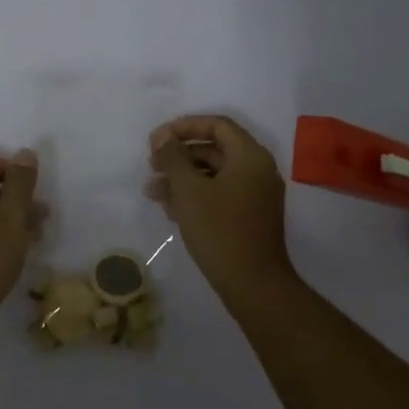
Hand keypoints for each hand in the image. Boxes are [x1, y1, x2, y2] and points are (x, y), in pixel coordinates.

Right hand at [147, 116, 293, 297]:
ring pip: (213, 174)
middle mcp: (257, 170)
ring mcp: (255, 195)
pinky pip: (219, 194)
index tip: (156, 139)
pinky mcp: (248, 217)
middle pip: (214, 149)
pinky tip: (169, 207)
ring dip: (182, 177)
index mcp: (250, 156)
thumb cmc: (220, 230)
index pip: (217, 125)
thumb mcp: (189, 190)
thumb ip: (173, 158)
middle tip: (151, 164)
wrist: (253, 284)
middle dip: (179, 155)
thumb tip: (163, 137)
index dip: (184, 127)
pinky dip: (195, 195)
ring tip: (152, 190)